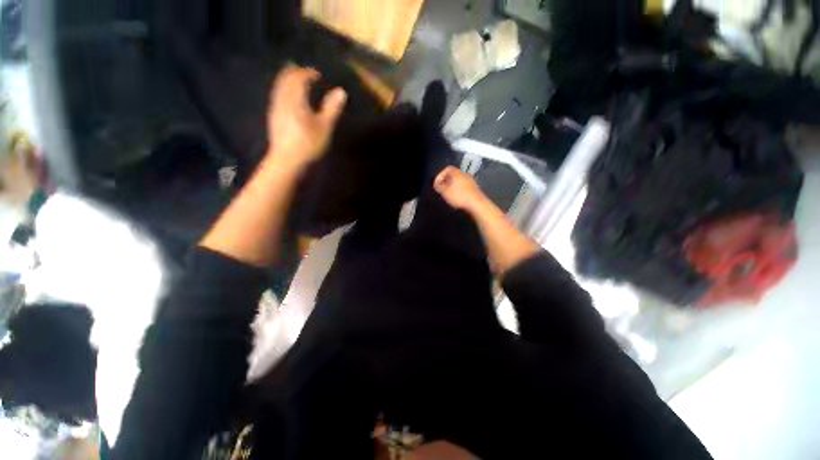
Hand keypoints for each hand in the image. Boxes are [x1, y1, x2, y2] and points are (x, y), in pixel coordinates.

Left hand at [266, 65, 346, 169]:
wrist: (287, 161)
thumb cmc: (309, 144)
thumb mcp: (325, 127)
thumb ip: (332, 108)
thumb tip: (341, 91)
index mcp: (295, 99)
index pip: (299, 78)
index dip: (308, 73)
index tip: (317, 74)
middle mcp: (282, 99)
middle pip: (285, 79)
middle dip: (294, 73)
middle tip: (304, 72)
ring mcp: (275, 109)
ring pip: (279, 87)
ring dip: (287, 81)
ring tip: (296, 82)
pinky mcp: (273, 118)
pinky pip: (277, 96)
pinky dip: (284, 91)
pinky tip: (288, 99)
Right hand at [433, 166, 487, 212]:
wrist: (476, 204)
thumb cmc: (460, 196)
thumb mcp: (445, 192)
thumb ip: (439, 187)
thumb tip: (437, 184)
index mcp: (457, 173)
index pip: (447, 169)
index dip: (440, 176)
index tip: (437, 183)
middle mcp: (465, 175)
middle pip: (453, 175)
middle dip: (446, 181)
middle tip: (442, 189)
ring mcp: (471, 181)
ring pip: (459, 181)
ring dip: (453, 186)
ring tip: (448, 194)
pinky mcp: (474, 189)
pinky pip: (464, 187)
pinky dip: (459, 190)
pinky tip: (457, 198)